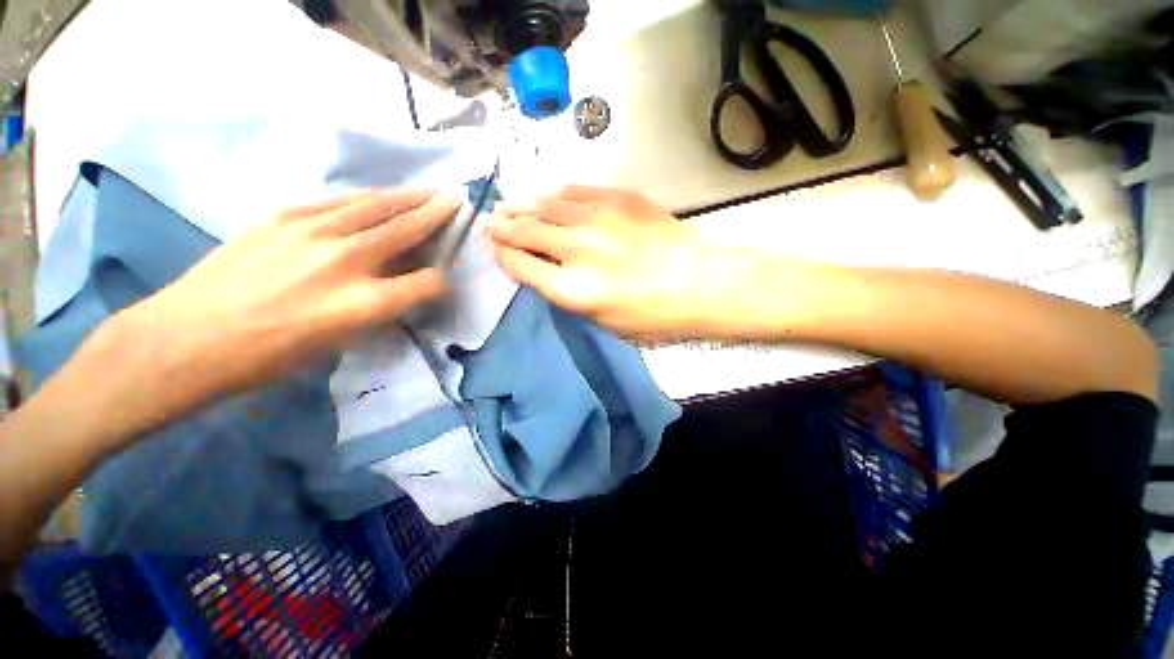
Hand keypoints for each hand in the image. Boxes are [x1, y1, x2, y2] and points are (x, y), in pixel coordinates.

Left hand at [121, 189, 459, 407]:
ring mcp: (311, 232)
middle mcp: (346, 261)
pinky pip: (337, 202)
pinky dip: (365, 199)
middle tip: (455, 198)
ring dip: (406, 196)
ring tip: (426, 191)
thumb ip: (378, 309)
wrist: (186, 339)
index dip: (443, 280)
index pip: (428, 283)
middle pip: (406, 228)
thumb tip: (400, 286)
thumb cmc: (269, 357)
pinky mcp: (281, 216)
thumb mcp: (340, 343)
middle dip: (437, 213)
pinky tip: (375, 198)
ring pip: (374, 204)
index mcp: (364, 304)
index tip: (444, 277)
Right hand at [487, 186, 736, 337]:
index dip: (504, 255)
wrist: (700, 282)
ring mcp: (597, 218)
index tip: (497, 249)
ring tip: (510, 203)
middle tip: (491, 220)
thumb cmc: (653, 315)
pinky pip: (577, 190)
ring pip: (546, 205)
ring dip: (524, 204)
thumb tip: (547, 272)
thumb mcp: (603, 320)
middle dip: (504, 225)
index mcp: (571, 288)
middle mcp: (576, 249)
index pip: (521, 265)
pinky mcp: (618, 198)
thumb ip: (570, 295)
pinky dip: (558, 193)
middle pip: (527, 230)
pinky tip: (550, 194)